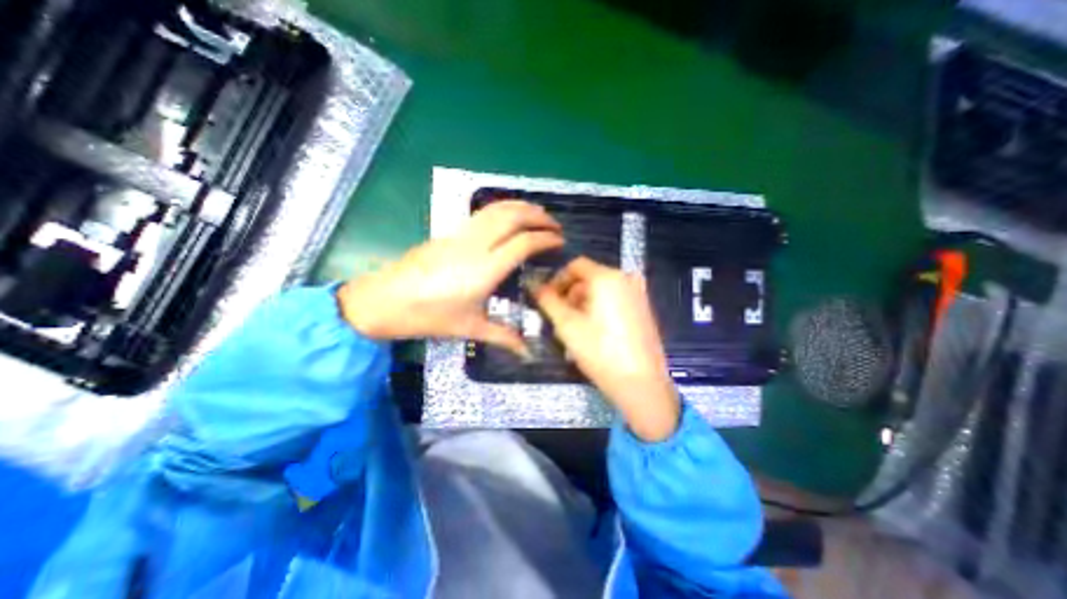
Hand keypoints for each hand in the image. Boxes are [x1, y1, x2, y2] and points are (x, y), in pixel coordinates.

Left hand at [336, 201, 560, 354]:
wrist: (383, 300)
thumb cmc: (428, 316)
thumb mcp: (469, 328)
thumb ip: (503, 336)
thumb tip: (527, 352)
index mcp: (484, 269)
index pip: (523, 243)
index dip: (546, 238)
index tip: (560, 241)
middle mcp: (475, 246)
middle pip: (513, 217)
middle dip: (538, 216)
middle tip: (554, 225)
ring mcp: (460, 235)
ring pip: (496, 209)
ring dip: (521, 207)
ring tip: (537, 214)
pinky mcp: (449, 233)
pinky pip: (482, 213)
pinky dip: (502, 209)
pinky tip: (508, 218)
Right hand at [530, 257, 678, 438]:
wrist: (641, 383)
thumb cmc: (600, 351)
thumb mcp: (567, 325)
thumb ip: (548, 300)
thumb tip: (534, 285)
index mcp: (607, 277)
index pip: (575, 265)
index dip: (557, 279)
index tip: (547, 299)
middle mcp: (626, 278)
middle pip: (589, 277)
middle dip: (570, 294)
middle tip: (558, 317)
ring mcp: (637, 294)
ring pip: (600, 290)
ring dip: (582, 303)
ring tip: (573, 327)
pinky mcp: (643, 309)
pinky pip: (614, 300)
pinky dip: (598, 309)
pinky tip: (593, 331)